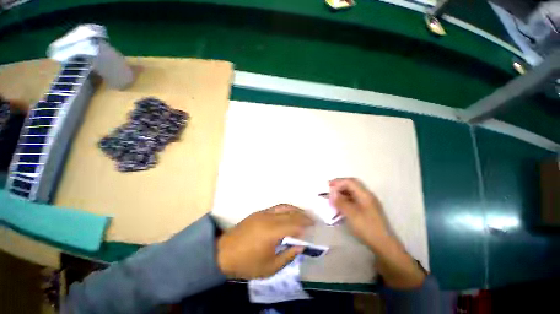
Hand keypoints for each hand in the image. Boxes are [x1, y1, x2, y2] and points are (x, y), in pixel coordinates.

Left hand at [217, 204, 313, 278]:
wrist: (224, 253)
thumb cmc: (247, 263)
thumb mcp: (270, 267)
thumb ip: (288, 255)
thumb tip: (300, 245)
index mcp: (272, 231)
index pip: (295, 224)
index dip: (306, 225)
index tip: (315, 227)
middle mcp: (269, 218)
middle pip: (291, 213)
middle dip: (304, 216)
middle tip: (312, 221)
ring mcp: (263, 213)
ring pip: (284, 207)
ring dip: (296, 210)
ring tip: (303, 216)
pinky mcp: (259, 212)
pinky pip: (276, 207)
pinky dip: (286, 209)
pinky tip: (289, 215)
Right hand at [329, 178, 389, 248]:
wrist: (383, 244)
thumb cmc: (367, 228)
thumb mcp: (351, 214)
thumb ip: (341, 202)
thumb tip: (332, 193)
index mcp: (364, 194)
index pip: (350, 182)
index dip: (338, 182)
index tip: (328, 186)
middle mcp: (367, 196)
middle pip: (352, 185)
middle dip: (340, 185)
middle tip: (329, 190)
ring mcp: (367, 202)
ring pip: (352, 192)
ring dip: (342, 192)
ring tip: (333, 197)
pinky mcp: (367, 209)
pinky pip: (354, 199)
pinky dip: (345, 199)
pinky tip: (340, 205)